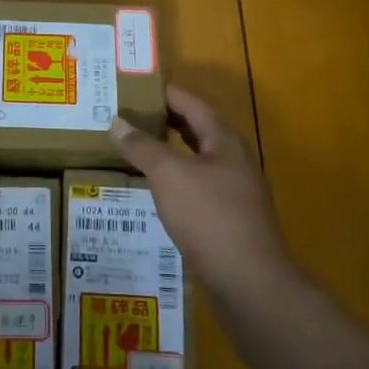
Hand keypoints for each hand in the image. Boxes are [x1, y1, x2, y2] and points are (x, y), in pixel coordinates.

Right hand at [112, 85, 296, 305]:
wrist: (250, 282)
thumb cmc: (210, 217)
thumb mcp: (169, 175)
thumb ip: (142, 146)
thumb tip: (117, 120)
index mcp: (224, 141)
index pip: (192, 103)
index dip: (164, 93)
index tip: (134, 86)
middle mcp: (234, 160)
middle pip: (197, 130)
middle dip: (164, 121)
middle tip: (128, 115)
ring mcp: (235, 192)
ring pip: (197, 160)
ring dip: (169, 151)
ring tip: (135, 148)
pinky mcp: (229, 219)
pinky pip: (197, 187)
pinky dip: (175, 180)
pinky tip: (155, 191)